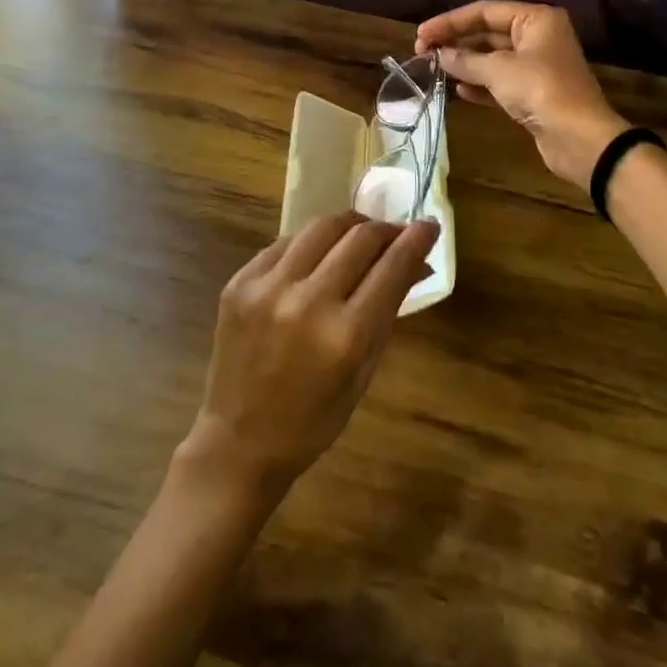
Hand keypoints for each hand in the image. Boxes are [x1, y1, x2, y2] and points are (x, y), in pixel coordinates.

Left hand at [180, 212, 436, 499]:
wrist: (238, 442)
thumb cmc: (313, 420)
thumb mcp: (362, 372)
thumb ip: (388, 311)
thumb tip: (416, 263)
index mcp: (345, 336)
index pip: (391, 268)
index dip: (415, 240)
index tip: (429, 225)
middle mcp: (306, 302)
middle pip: (358, 238)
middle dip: (385, 230)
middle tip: (395, 234)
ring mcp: (266, 288)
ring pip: (320, 227)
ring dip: (348, 226)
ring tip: (360, 235)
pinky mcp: (239, 282)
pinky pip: (284, 243)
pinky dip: (309, 243)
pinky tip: (319, 254)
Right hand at [417, 0, 627, 189]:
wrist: (580, 139)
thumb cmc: (541, 91)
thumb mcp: (499, 70)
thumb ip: (465, 60)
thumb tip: (439, 55)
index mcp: (535, 20)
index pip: (484, 11)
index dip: (450, 21)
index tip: (421, 34)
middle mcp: (538, 37)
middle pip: (487, 32)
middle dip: (456, 41)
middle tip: (423, 52)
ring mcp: (537, 65)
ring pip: (492, 58)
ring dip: (465, 63)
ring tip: (435, 69)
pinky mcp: (534, 92)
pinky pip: (500, 81)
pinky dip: (479, 83)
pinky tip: (458, 89)